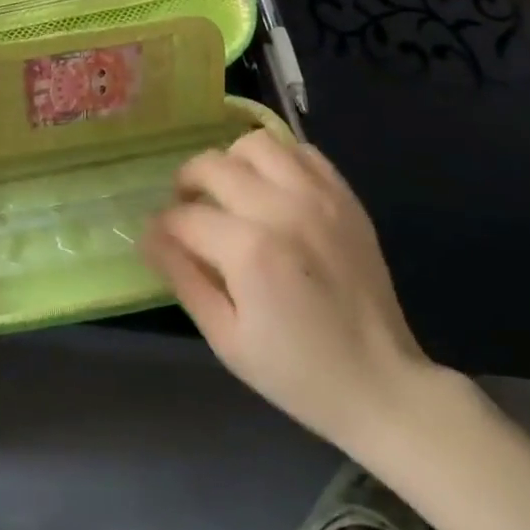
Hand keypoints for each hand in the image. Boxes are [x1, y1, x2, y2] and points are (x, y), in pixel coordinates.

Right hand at [141, 132, 437, 457]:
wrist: (382, 385)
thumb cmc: (296, 373)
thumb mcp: (226, 339)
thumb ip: (183, 278)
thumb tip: (148, 235)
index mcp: (249, 251)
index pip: (184, 216)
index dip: (162, 227)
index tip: (159, 240)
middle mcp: (281, 208)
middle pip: (212, 165)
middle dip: (187, 183)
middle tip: (188, 210)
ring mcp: (318, 196)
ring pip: (255, 143)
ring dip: (231, 163)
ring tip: (230, 192)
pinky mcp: (344, 196)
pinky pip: (301, 151)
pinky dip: (278, 160)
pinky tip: (272, 190)